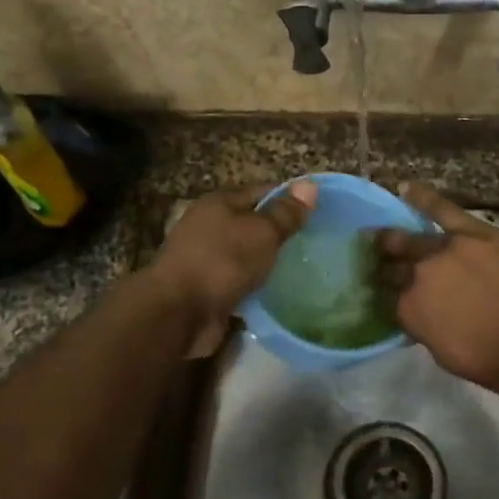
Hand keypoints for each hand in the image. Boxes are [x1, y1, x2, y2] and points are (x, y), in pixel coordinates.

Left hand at [150, 181, 316, 356]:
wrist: (178, 313)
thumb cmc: (222, 262)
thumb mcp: (261, 232)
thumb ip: (285, 213)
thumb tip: (310, 185)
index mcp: (220, 203)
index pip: (264, 191)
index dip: (292, 198)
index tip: (320, 211)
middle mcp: (210, 226)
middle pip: (254, 223)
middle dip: (282, 232)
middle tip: (317, 243)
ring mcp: (207, 259)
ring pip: (248, 254)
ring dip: (270, 261)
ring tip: (306, 268)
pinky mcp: (208, 289)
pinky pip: (241, 281)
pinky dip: (258, 285)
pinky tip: (281, 292)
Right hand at [374, 183, 498, 398]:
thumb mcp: (450, 356)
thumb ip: (430, 331)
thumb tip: (425, 319)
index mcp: (411, 311)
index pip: (391, 301)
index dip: (388, 299)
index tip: (386, 297)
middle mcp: (419, 276)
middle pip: (394, 268)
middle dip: (383, 267)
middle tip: (375, 264)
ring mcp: (444, 249)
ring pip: (410, 239)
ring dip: (391, 238)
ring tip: (378, 234)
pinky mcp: (473, 232)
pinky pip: (442, 209)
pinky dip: (424, 198)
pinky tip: (407, 188)